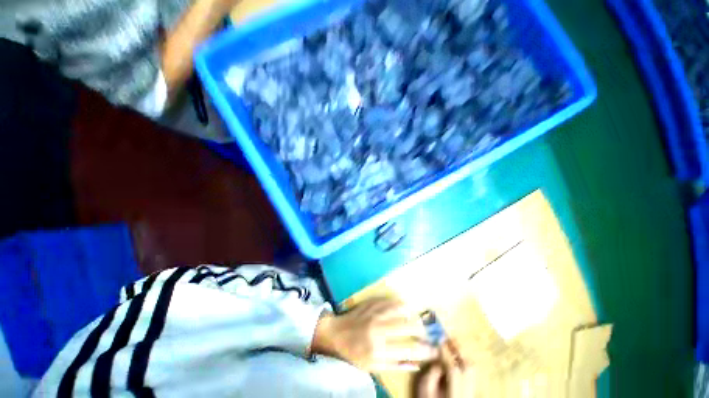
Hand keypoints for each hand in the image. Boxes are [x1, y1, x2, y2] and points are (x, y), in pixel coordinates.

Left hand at [312, 297, 435, 371]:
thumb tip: (416, 363)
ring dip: (412, 313)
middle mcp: (379, 329)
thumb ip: (395, 365)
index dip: (425, 350)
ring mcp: (375, 313)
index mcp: (379, 348)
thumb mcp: (372, 367)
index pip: (408, 349)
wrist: (336, 333)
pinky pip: (389, 300)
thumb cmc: (353, 354)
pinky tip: (405, 305)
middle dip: (422, 329)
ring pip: (400, 309)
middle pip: (407, 326)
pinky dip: (400, 303)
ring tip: (419, 318)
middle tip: (428, 332)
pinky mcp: (371, 303)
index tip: (434, 349)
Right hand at [416, 343, 473, 397]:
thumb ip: (431, 375)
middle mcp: (466, 392)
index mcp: (454, 393)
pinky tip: (456, 357)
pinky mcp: (470, 392)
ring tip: (452, 344)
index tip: (439, 339)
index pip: (453, 369)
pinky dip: (464, 362)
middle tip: (449, 338)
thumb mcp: (425, 391)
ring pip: (472, 370)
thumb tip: (437, 360)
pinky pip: (470, 374)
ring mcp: (470, 392)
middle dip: (459, 350)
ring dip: (463, 355)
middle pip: (469, 368)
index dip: (446, 352)